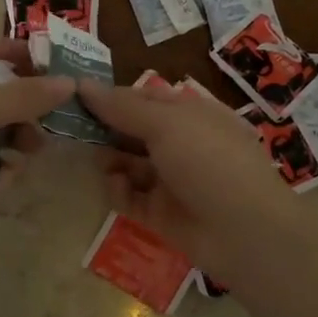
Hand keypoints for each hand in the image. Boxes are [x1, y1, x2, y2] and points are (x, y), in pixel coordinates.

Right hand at [77, 80, 302, 281]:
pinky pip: (130, 197)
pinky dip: (119, 190)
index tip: (76, 96)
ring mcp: (171, 180)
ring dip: (109, 159)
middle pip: (133, 131)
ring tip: (97, 160)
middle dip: (105, 129)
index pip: (143, 98)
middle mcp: (181, 143)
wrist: (245, 232)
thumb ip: (122, 107)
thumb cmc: (209, 161)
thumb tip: (82, 84)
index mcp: (190, 114)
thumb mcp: (166, 124)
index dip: (112, 96)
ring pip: (128, 163)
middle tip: (72, 128)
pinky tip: (116, 187)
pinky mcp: (161, 213)